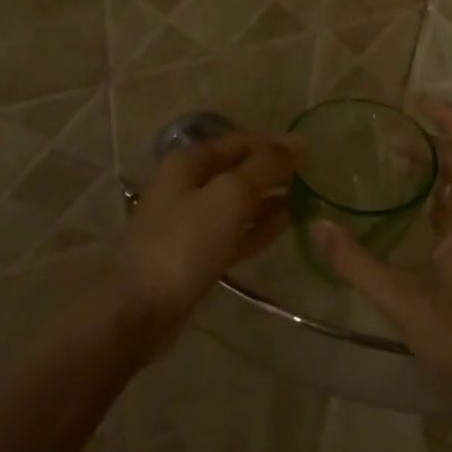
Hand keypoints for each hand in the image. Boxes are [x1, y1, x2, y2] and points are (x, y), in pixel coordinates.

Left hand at [113, 133, 301, 352]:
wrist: (140, 309)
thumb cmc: (184, 243)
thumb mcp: (229, 195)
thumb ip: (264, 167)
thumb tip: (297, 142)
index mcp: (187, 163)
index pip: (237, 141)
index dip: (272, 144)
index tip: (309, 152)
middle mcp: (185, 186)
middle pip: (236, 171)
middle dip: (271, 172)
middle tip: (311, 177)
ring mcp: (189, 223)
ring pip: (236, 203)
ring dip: (268, 200)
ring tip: (306, 200)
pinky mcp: (196, 255)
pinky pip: (234, 232)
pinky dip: (258, 227)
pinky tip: (286, 226)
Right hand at [314, 98, 451, 403]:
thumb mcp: (404, 300)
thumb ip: (357, 263)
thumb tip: (317, 228)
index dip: (449, 118)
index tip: (418, 101)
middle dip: (439, 140)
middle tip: (396, 135)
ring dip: (443, 170)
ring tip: (402, 164)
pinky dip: (448, 198)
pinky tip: (421, 214)